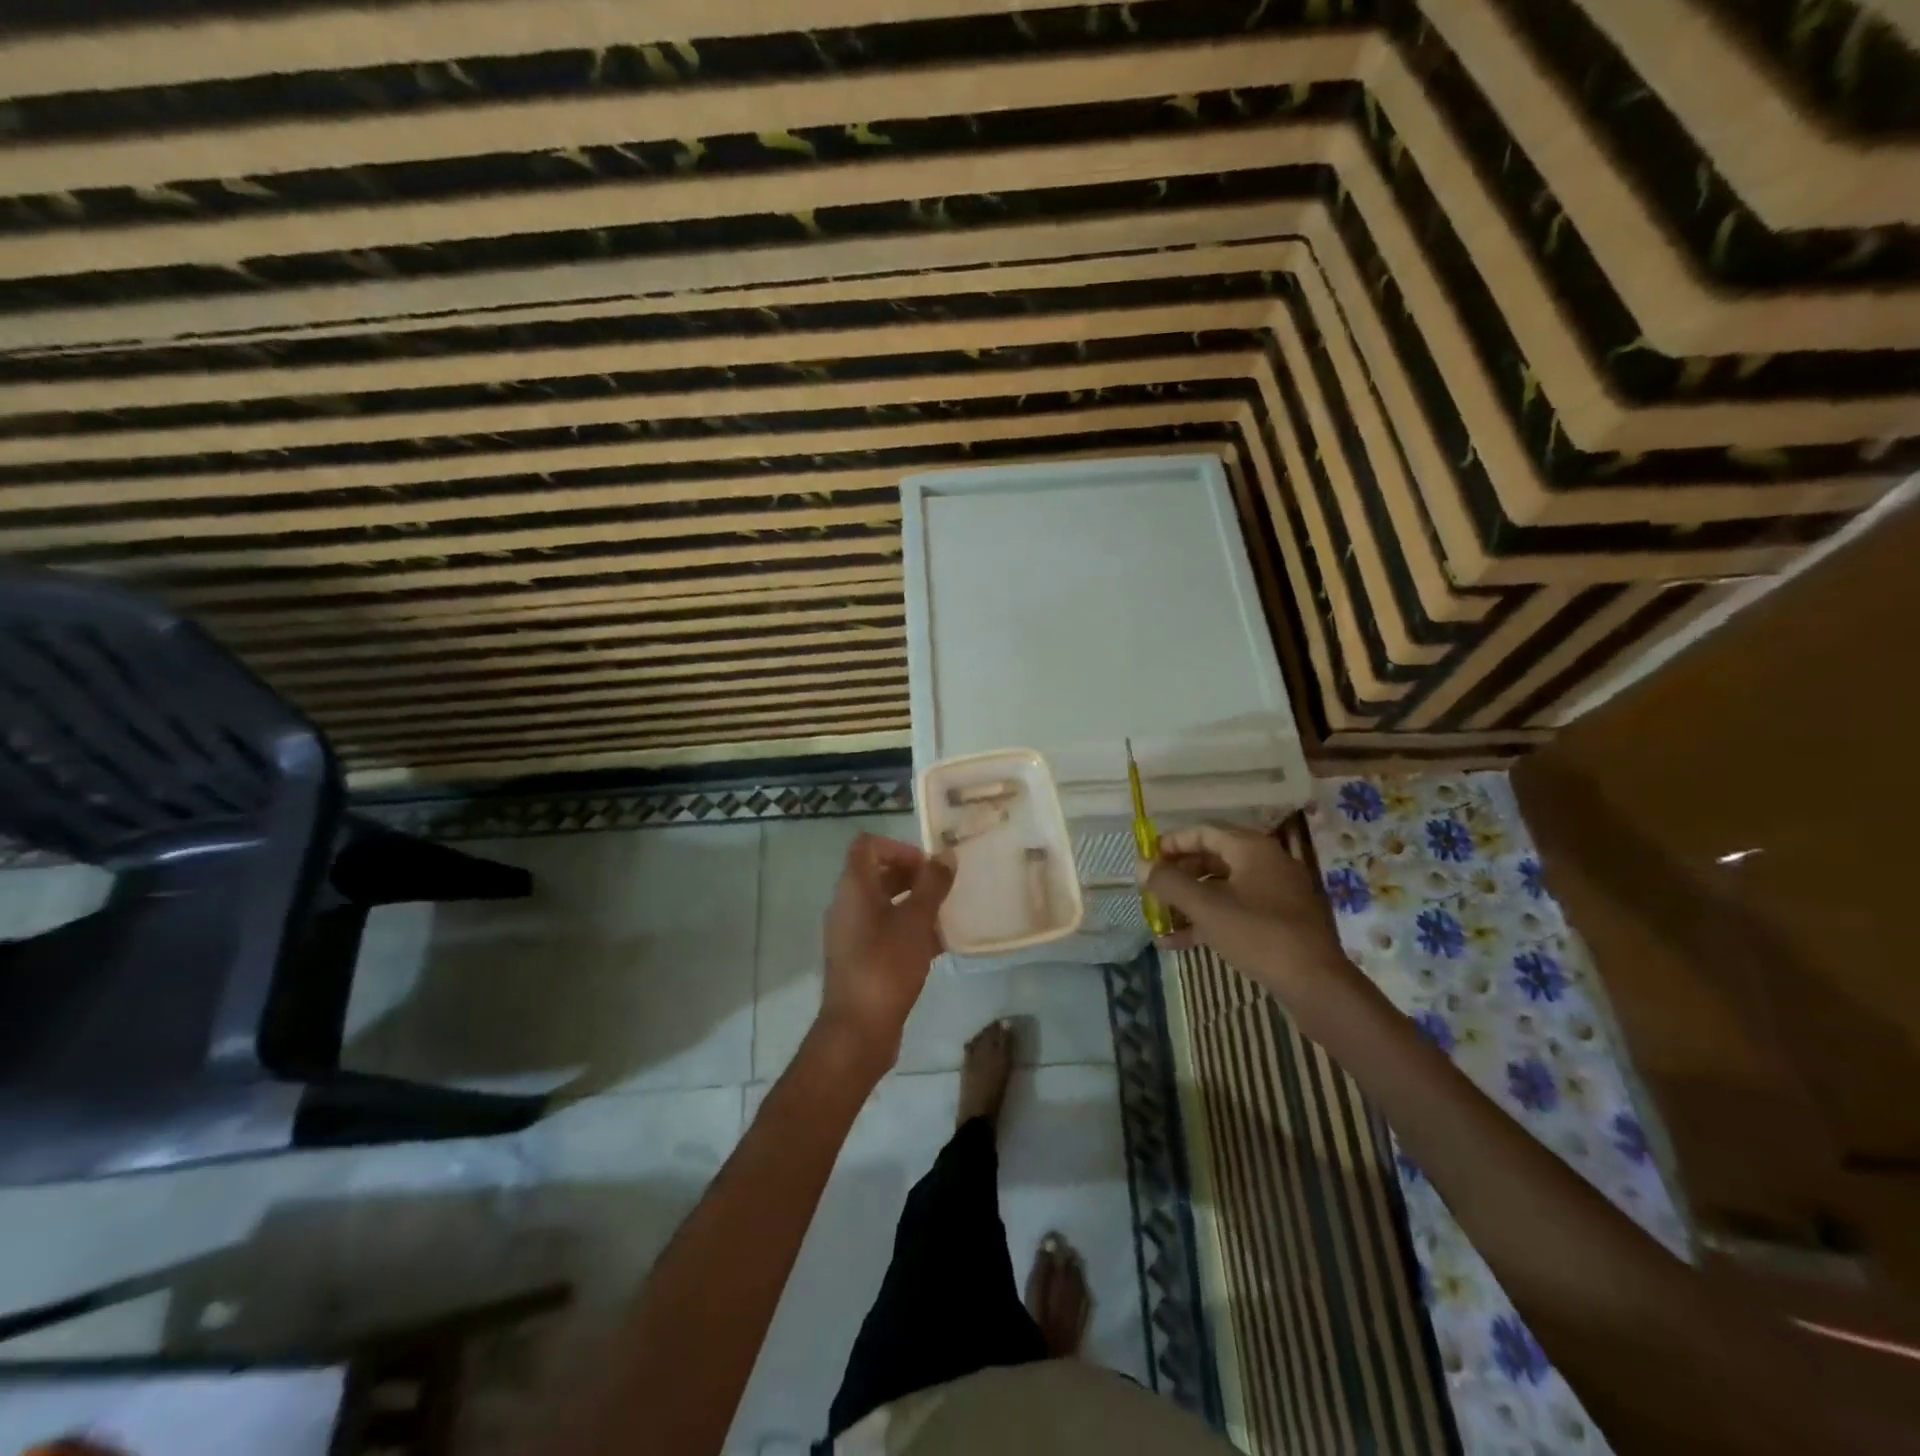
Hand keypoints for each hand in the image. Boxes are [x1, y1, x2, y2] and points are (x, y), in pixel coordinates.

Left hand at [816, 833, 954, 1075]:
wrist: (859, 1029)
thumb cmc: (886, 965)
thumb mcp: (916, 921)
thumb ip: (933, 885)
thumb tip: (946, 855)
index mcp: (853, 888)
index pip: (868, 845)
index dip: (899, 847)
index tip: (928, 866)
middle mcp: (847, 905)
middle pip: (878, 874)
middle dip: (913, 876)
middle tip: (944, 889)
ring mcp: (852, 934)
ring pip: (884, 905)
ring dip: (914, 904)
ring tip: (947, 915)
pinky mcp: (860, 959)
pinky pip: (885, 932)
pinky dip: (909, 930)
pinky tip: (940, 945)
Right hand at [1140, 822, 1353, 1005]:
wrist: (1316, 984)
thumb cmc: (1258, 934)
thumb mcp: (1206, 907)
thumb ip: (1170, 883)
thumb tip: (1142, 866)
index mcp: (1252, 848)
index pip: (1203, 832)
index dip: (1171, 843)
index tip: (1147, 859)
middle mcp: (1266, 864)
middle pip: (1212, 860)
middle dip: (1178, 875)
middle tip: (1151, 890)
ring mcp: (1274, 894)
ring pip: (1222, 889)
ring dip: (1188, 902)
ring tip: (1158, 918)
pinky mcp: (1278, 923)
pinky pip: (1235, 912)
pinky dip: (1207, 922)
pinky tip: (1177, 943)